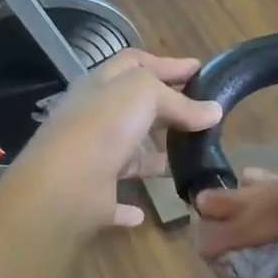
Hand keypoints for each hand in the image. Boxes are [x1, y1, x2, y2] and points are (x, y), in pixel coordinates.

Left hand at [2, 50, 221, 234]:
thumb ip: (178, 100)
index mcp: (99, 87)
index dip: (167, 64)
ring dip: (153, 158)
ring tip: (189, 159)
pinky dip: (129, 207)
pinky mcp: (93, 197)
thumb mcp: (143, 95)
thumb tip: (214, 111)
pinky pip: (114, 202)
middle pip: (133, 109)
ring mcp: (91, 160)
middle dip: (166, 110)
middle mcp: (93, 120)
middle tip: (201, 115)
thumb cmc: (103, 127)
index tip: (199, 70)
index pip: (134, 64)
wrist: (64, 186)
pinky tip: (144, 213)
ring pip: (127, 155)